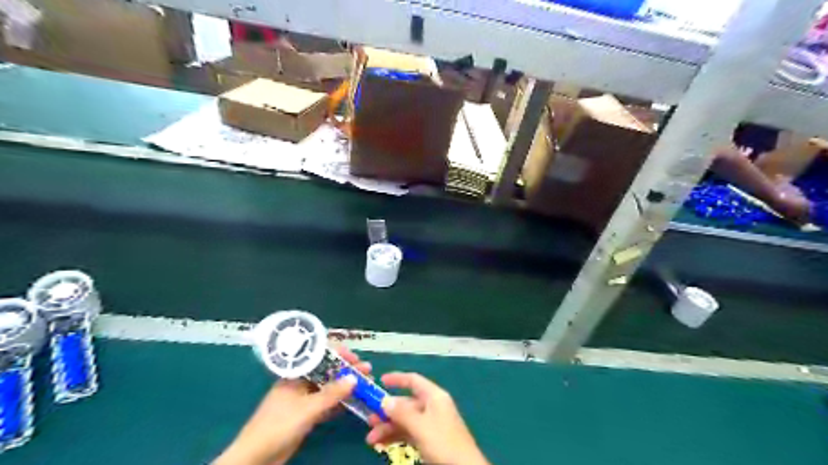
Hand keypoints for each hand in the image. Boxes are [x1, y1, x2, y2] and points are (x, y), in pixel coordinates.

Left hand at [215, 346, 370, 464]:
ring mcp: (303, 400)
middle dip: (346, 369)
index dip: (338, 354)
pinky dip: (339, 402)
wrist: (255, 458)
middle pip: (327, 371)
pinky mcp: (305, 415)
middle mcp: (300, 383)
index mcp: (296, 374)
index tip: (355, 358)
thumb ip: (331, 394)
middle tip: (367, 370)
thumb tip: (353, 378)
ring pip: (328, 388)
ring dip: (345, 386)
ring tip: (365, 383)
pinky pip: (326, 404)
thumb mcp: (307, 409)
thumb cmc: (278, 426)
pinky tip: (353, 401)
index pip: (319, 356)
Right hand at [365, 375, 486, 464]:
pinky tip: (381, 444)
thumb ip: (402, 413)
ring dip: (388, 428)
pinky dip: (396, 437)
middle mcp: (432, 407)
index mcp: (434, 397)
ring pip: (405, 420)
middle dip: (387, 412)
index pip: (414, 381)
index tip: (380, 380)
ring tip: (371, 439)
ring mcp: (431, 424)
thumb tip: (385, 400)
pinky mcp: (429, 439)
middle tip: (369, 421)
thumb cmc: (444, 443)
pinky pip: (409, 433)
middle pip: (406, 403)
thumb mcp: (421, 427)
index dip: (397, 379)